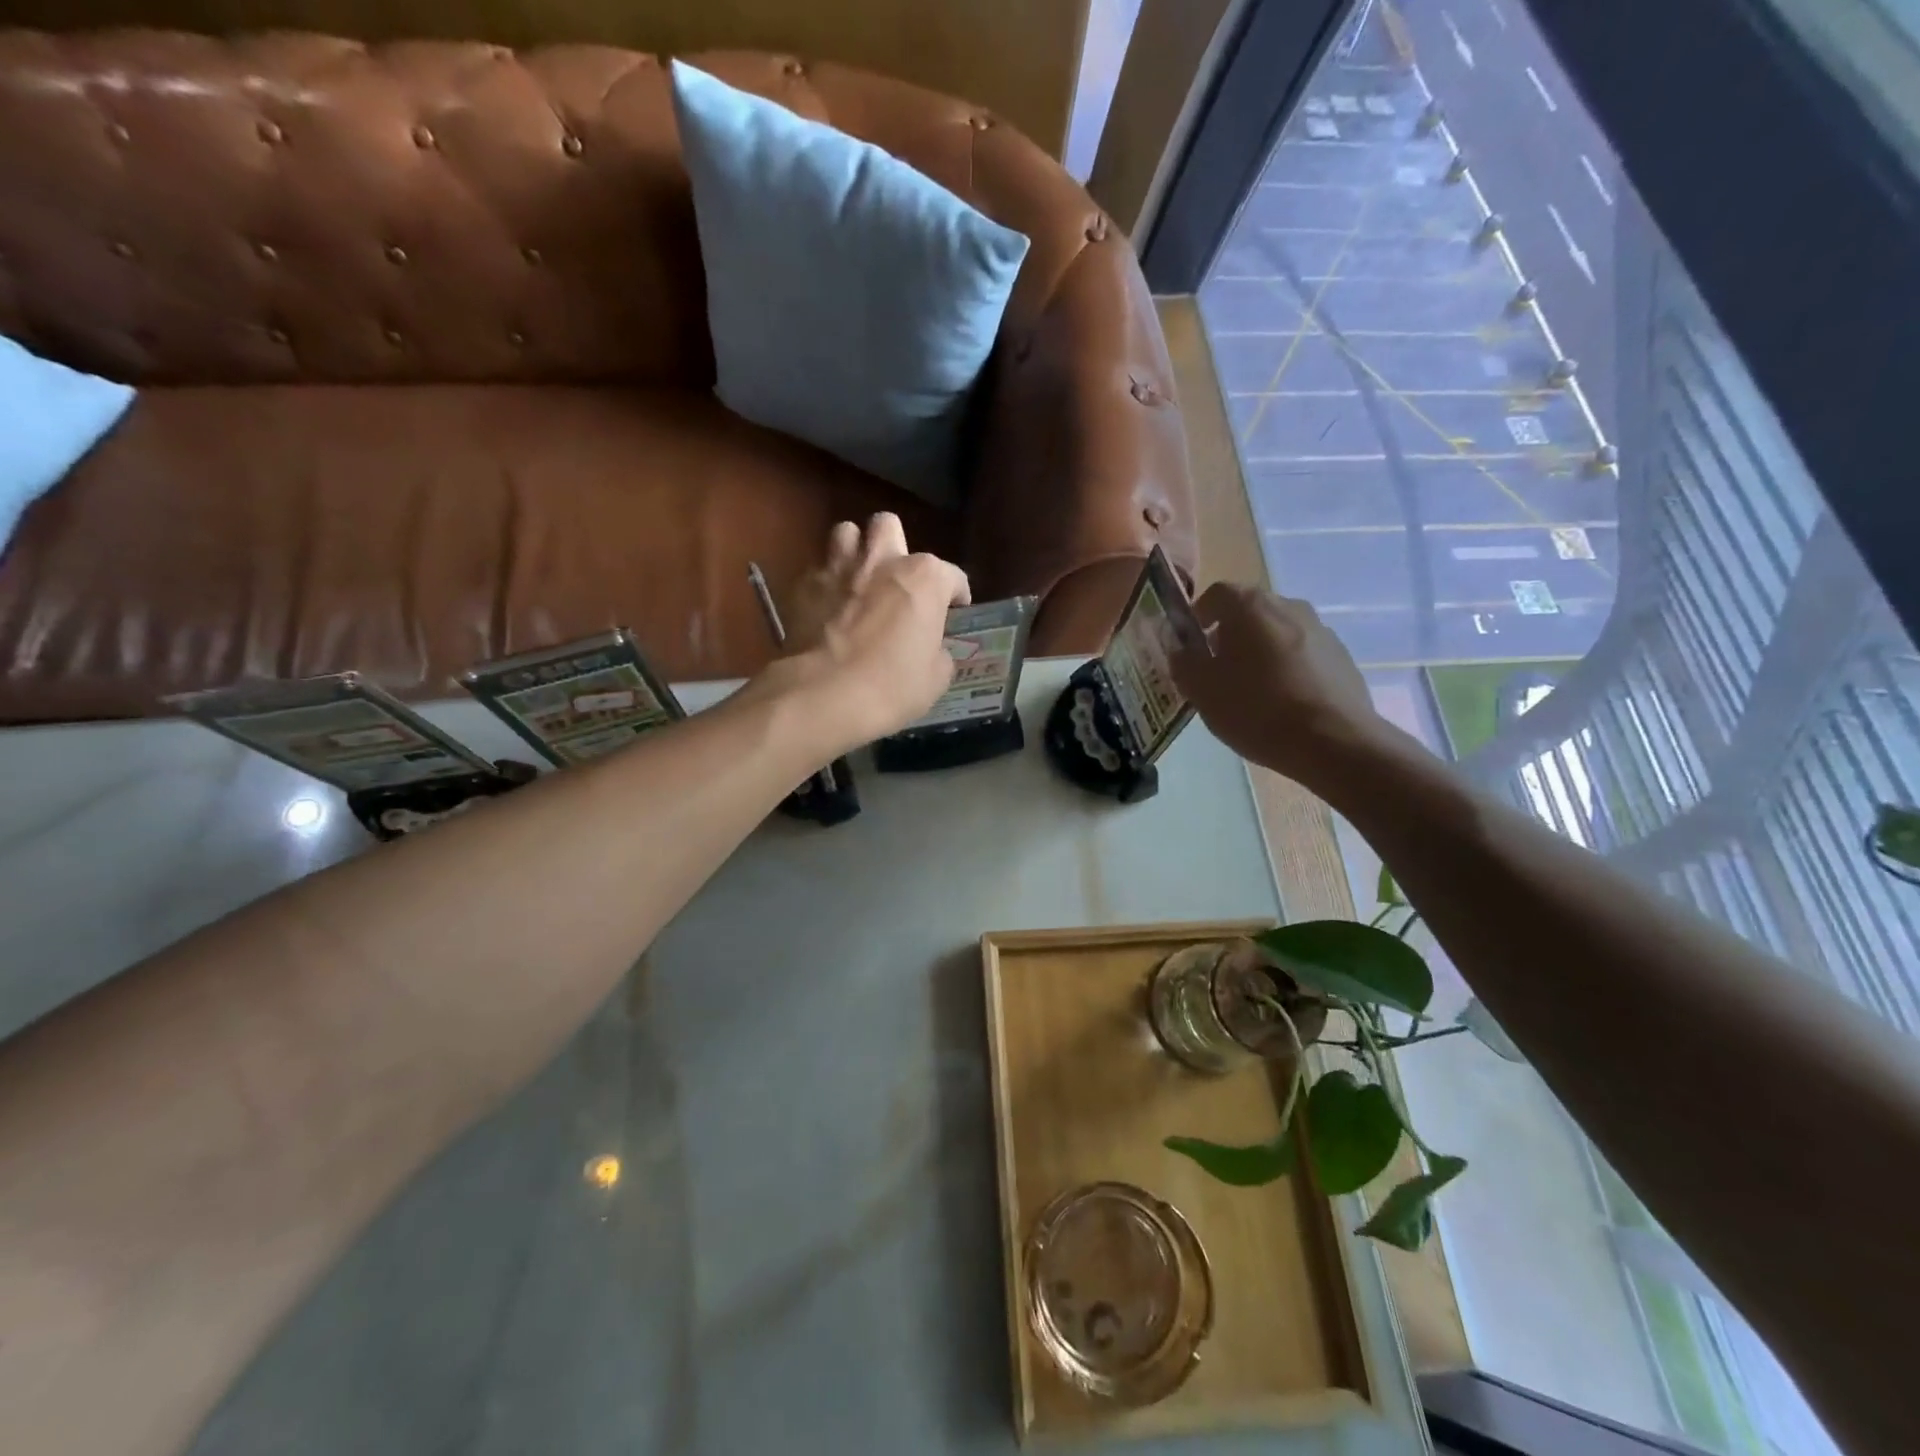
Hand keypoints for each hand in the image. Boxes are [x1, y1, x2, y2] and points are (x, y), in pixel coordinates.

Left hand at [767, 513, 969, 748]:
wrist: (824, 695)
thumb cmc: (891, 686)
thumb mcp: (935, 678)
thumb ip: (938, 652)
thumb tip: (931, 649)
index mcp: (925, 578)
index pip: (952, 575)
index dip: (956, 594)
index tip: (954, 610)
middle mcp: (882, 560)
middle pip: (889, 527)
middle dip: (895, 546)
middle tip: (897, 578)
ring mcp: (838, 567)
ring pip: (846, 533)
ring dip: (854, 551)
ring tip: (858, 579)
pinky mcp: (803, 585)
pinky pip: (817, 570)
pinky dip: (826, 584)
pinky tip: (827, 607)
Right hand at [1171, 583, 1388, 788]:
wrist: (1333, 742)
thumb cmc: (1256, 709)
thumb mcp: (1202, 691)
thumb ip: (1184, 663)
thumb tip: (1182, 650)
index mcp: (1250, 606)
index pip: (1216, 593)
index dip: (1198, 616)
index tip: (1191, 645)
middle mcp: (1288, 605)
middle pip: (1249, 611)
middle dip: (1229, 635)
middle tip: (1218, 670)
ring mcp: (1321, 629)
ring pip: (1277, 632)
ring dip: (1260, 651)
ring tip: (1252, 690)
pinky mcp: (1341, 656)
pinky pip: (1303, 653)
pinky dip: (1288, 668)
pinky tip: (1283, 702)